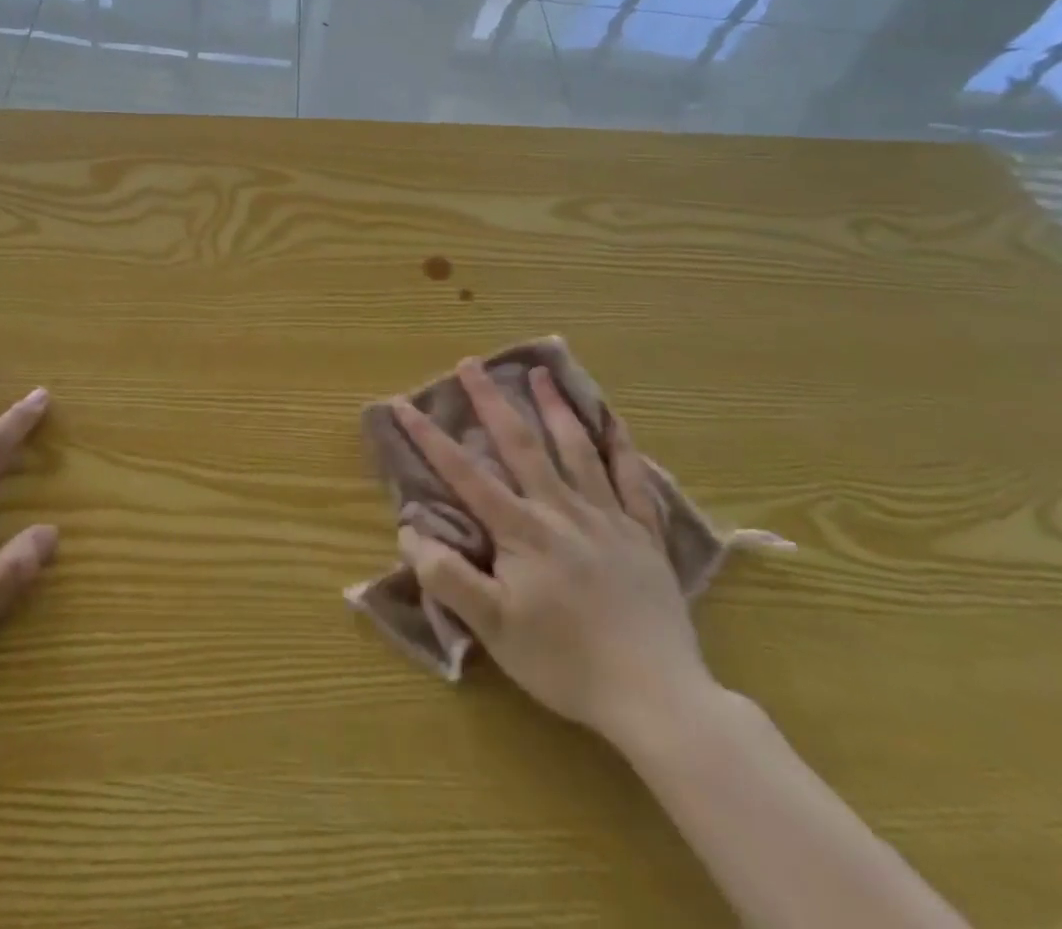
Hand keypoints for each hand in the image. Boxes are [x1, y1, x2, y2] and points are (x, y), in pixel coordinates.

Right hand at [393, 360, 713, 748]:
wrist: (659, 699)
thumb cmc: (565, 663)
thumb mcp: (493, 629)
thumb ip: (447, 576)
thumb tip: (409, 530)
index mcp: (522, 530)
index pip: (465, 474)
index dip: (429, 437)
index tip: (402, 403)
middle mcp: (562, 510)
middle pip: (522, 443)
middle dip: (491, 400)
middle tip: (471, 363)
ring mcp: (608, 519)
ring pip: (578, 449)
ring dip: (555, 407)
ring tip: (540, 373)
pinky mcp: (645, 536)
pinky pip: (633, 480)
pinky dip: (622, 447)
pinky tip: (613, 422)